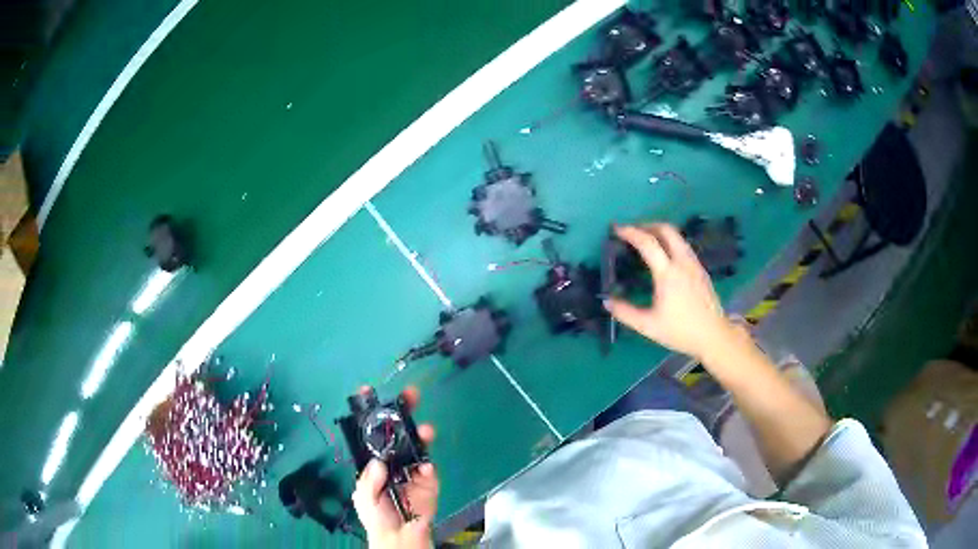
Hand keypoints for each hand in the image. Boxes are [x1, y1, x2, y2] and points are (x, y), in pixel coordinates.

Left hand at [352, 386, 437, 548]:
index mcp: (375, 462)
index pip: (372, 434)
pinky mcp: (430, 481)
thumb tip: (379, 461)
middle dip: (403, 412)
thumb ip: (368, 480)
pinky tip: (425, 467)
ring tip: (425, 430)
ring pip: (417, 445)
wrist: (400, 536)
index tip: (369, 392)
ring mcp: (413, 469)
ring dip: (421, 434)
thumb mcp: (363, 497)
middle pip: (398, 432)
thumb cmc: (377, 516)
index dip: (372, 414)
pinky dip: (428, 466)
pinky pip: (430, 469)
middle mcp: (394, 460)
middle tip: (410, 395)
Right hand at [604, 223, 738, 361]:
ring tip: (647, 240)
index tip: (616, 229)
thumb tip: (607, 301)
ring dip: (660, 232)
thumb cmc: (681, 331)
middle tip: (632, 231)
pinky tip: (665, 256)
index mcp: (668, 273)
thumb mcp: (648, 326)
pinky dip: (670, 242)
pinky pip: (683, 246)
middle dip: (647, 225)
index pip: (647, 243)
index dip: (630, 232)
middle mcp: (682, 262)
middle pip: (666, 230)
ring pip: (677, 236)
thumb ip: (625, 313)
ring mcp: (694, 264)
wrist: (714, 336)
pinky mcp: (701, 269)